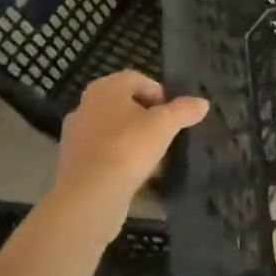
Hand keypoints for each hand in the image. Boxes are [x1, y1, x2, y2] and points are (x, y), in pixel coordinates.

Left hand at [54, 72, 207, 224]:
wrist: (90, 195)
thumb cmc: (128, 147)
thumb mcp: (166, 124)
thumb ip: (185, 110)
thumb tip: (202, 103)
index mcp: (105, 89)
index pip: (138, 80)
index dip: (160, 94)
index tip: (173, 114)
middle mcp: (86, 107)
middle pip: (125, 106)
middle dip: (147, 119)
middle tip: (165, 134)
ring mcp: (75, 137)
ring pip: (114, 132)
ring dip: (134, 141)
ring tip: (155, 158)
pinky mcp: (73, 164)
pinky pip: (104, 155)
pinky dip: (120, 160)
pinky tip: (138, 176)